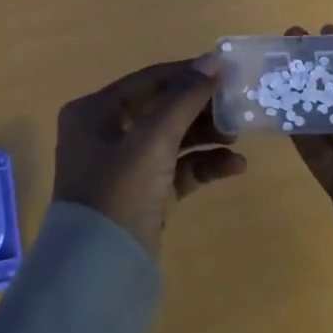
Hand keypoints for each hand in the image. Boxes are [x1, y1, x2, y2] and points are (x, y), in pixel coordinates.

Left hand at [53, 53, 248, 257]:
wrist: (101, 272)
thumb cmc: (119, 191)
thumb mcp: (153, 139)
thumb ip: (185, 98)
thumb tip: (213, 60)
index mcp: (94, 112)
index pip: (148, 80)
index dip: (187, 74)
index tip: (225, 70)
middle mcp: (105, 134)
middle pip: (162, 109)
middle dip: (200, 108)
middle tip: (237, 105)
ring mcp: (124, 167)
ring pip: (172, 139)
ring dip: (206, 136)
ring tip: (238, 136)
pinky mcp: (144, 195)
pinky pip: (178, 170)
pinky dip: (203, 165)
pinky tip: (235, 166)